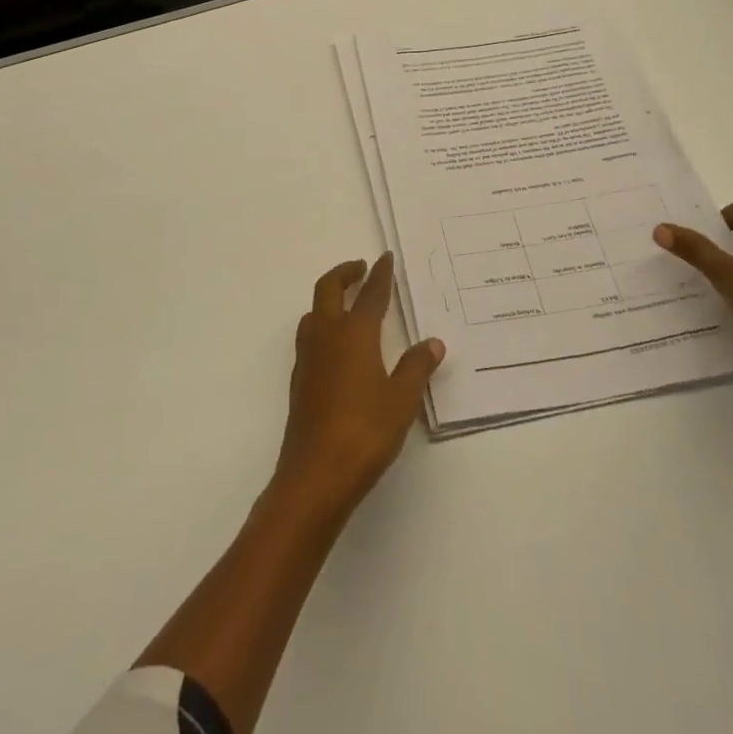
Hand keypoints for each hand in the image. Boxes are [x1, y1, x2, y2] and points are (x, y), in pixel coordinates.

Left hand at [272, 254, 444, 521]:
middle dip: (344, 274)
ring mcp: (308, 359)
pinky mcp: (299, 382)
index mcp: (354, 334)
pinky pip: (308, 339)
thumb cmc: (364, 432)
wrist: (315, 475)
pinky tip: (334, 348)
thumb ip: (417, 368)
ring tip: (346, 305)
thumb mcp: (401, 400)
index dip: (379, 274)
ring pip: (312, 313)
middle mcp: (326, 337)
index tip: (385, 258)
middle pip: (328, 290)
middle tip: (361, 270)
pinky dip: (321, 327)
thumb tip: (433, 343)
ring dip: (328, 299)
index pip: (370, 295)